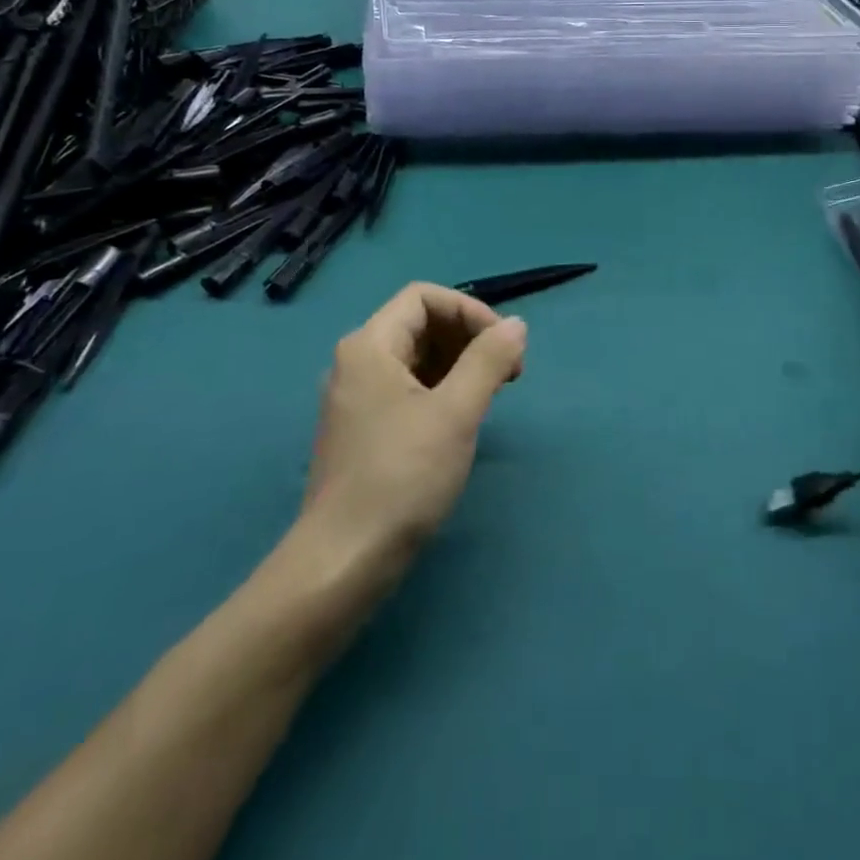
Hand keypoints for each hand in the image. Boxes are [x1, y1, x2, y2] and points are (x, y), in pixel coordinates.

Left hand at [299, 283, 527, 576]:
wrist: (343, 562)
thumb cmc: (401, 478)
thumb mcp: (455, 413)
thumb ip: (488, 360)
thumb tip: (516, 324)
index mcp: (370, 346)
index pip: (425, 297)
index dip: (470, 310)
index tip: (503, 346)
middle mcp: (358, 362)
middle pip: (421, 324)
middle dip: (469, 337)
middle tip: (510, 373)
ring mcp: (358, 397)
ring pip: (418, 358)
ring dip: (461, 364)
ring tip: (493, 395)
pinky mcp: (366, 429)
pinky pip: (410, 388)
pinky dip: (443, 389)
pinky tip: (465, 417)